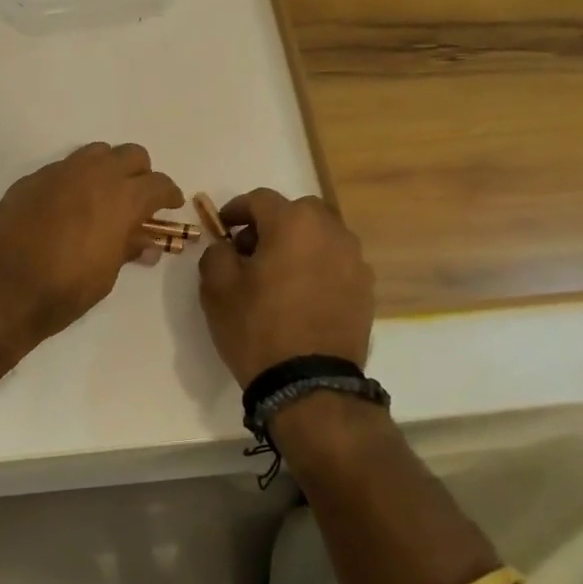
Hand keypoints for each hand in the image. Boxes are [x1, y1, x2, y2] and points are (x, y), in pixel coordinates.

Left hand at [0, 143, 182, 343]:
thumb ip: (128, 248)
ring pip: (95, 153)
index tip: (170, 205)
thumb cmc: (63, 290)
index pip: (158, 184)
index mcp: (120, 198)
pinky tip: (67, 207)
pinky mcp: (30, 180)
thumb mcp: (106, 275)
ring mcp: (58, 173)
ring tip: (103, 197)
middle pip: (130, 155)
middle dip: (141, 173)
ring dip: (107, 169)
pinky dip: (75, 180)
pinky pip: (63, 168)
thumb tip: (147, 243)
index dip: (169, 194)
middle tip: (138, 199)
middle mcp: (92, 175)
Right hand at [198, 189, 375, 385]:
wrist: (309, 384)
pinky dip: (318, 266)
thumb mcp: (217, 287)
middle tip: (252, 250)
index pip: (260, 199)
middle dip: (273, 223)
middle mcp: (331, 232)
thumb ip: (216, 252)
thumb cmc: (257, 327)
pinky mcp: (366, 289)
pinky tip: (302, 294)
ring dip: (299, 244)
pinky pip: (337, 263)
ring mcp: (355, 260)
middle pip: (298, 211)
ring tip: (279, 274)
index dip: (236, 210)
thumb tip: (227, 246)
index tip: (222, 229)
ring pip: (322, 236)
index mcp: (293, 223)